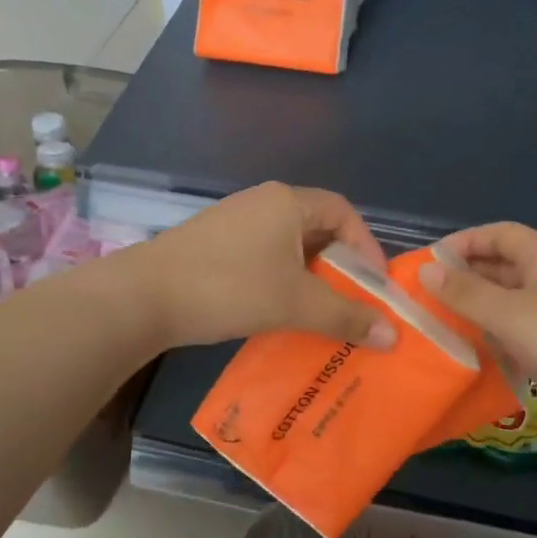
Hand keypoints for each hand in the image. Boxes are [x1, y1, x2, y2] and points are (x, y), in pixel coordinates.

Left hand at [131, 183, 400, 349]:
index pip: (344, 213)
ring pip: (289, 246)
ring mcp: (235, 221)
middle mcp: (263, 202)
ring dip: (310, 277)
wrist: (143, 297)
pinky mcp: (214, 243)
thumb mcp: (295, 303)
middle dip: (340, 267)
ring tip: (320, 313)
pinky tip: (278, 311)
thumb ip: (347, 316)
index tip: (375, 286)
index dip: (366, 247)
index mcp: (288, 202)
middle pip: (318, 228)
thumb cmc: (229, 288)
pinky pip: (263, 256)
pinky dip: (281, 280)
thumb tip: (393, 335)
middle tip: (352, 303)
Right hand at [418, 222, 536, 455]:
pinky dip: (490, 338)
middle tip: (422, 296)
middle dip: (463, 278)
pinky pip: (515, 335)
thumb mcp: (510, 314)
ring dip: (473, 310)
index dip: (465, 241)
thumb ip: (465, 292)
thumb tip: (425, 270)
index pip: (500, 235)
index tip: (429, 262)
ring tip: (434, 324)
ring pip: (505, 304)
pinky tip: (465, 352)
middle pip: (500, 268)